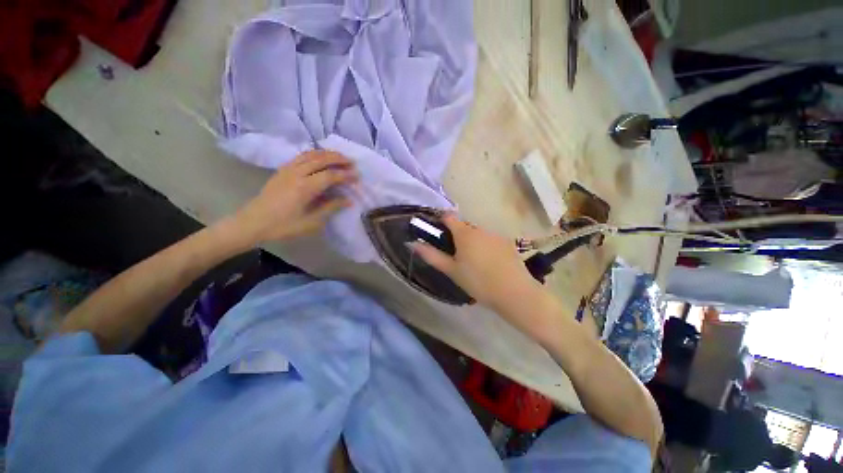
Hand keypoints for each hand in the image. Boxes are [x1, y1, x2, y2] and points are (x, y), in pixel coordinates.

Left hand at [234, 150, 357, 244]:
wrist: (252, 223)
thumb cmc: (283, 226)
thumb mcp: (311, 222)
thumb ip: (331, 208)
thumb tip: (348, 200)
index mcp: (304, 187)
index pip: (330, 175)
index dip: (345, 175)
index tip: (357, 176)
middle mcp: (296, 173)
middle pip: (321, 159)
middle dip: (338, 159)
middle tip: (352, 162)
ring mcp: (287, 169)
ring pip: (310, 154)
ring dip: (327, 154)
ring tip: (340, 157)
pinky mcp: (282, 170)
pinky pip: (301, 156)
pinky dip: (314, 154)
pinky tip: (320, 158)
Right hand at [410, 214, 544, 314]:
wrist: (514, 292)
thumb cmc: (478, 281)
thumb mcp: (452, 270)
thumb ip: (432, 256)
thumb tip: (413, 244)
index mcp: (465, 233)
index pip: (448, 216)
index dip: (440, 221)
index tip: (437, 233)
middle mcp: (480, 229)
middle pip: (463, 226)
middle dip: (456, 236)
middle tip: (455, 256)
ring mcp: (495, 235)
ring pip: (477, 233)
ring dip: (471, 241)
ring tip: (473, 262)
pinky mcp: (507, 243)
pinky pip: (490, 239)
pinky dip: (485, 246)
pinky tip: (489, 263)